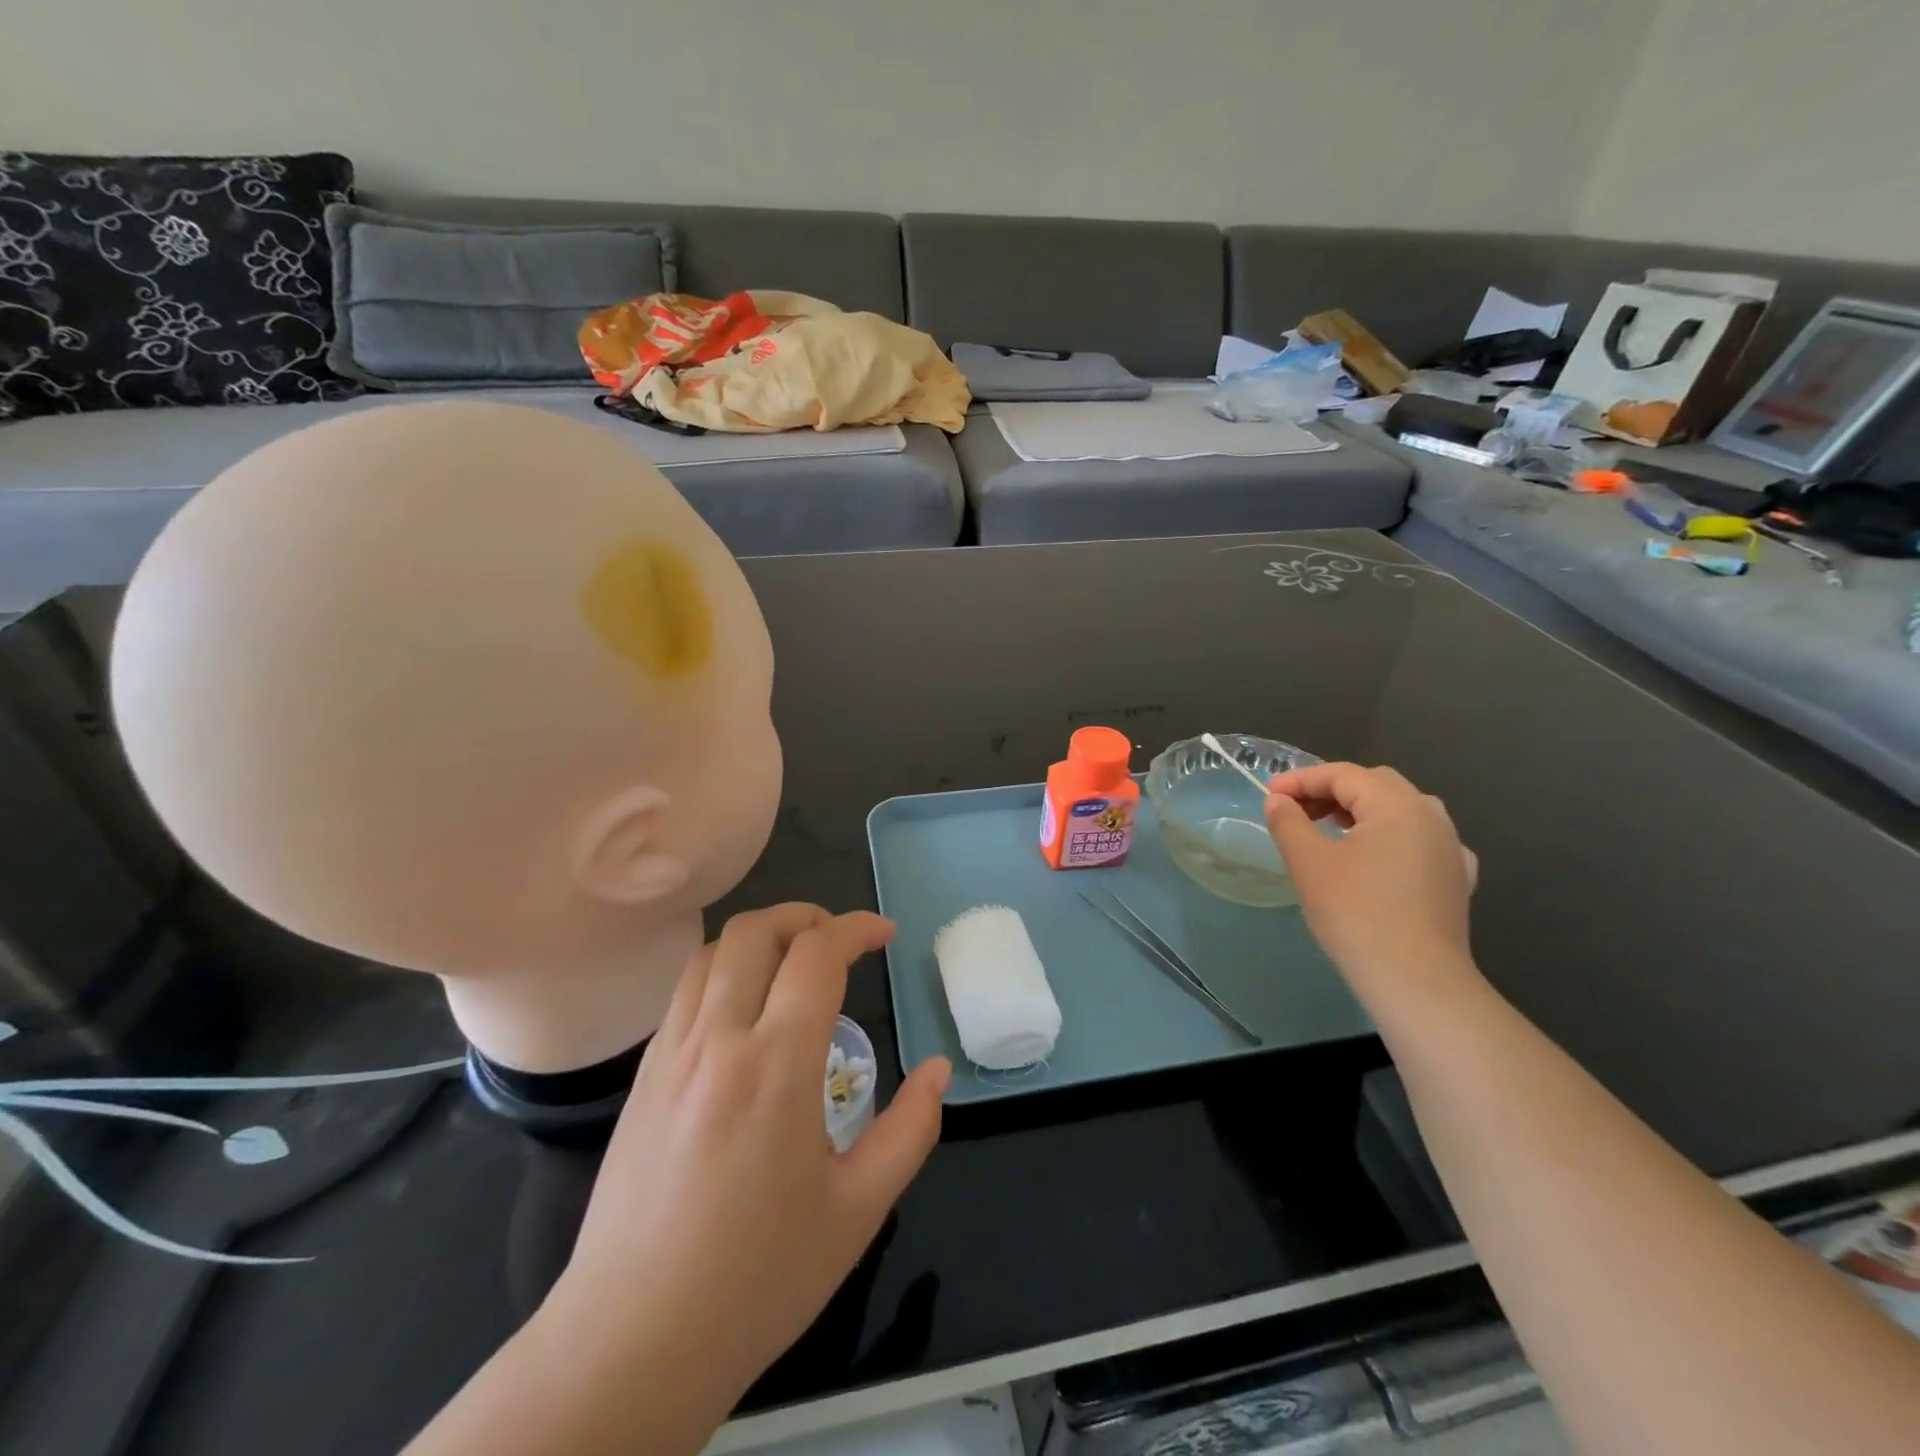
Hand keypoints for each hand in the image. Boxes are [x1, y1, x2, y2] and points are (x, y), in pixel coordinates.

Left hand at [547, 903, 949, 1410]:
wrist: (631, 1344)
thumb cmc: (758, 1279)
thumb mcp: (858, 1211)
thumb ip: (909, 1130)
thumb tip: (938, 1071)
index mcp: (777, 1065)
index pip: (818, 954)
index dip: (857, 928)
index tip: (885, 935)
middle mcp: (718, 1040)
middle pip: (756, 931)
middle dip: (806, 916)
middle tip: (839, 940)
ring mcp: (671, 1055)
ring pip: (712, 953)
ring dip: (761, 937)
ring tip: (793, 961)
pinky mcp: (642, 1078)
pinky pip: (685, 993)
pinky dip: (724, 971)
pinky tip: (745, 1011)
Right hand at [1264, 763, 1479, 999]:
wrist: (1416, 981)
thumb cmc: (1356, 914)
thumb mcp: (1308, 863)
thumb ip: (1288, 822)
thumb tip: (1277, 801)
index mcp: (1397, 804)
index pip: (1342, 774)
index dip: (1300, 780)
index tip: (1268, 796)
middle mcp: (1431, 815)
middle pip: (1375, 785)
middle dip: (1331, 791)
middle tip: (1295, 811)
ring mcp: (1450, 847)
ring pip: (1400, 811)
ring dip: (1361, 812)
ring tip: (1329, 831)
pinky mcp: (1456, 879)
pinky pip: (1421, 841)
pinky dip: (1391, 838)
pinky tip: (1378, 859)